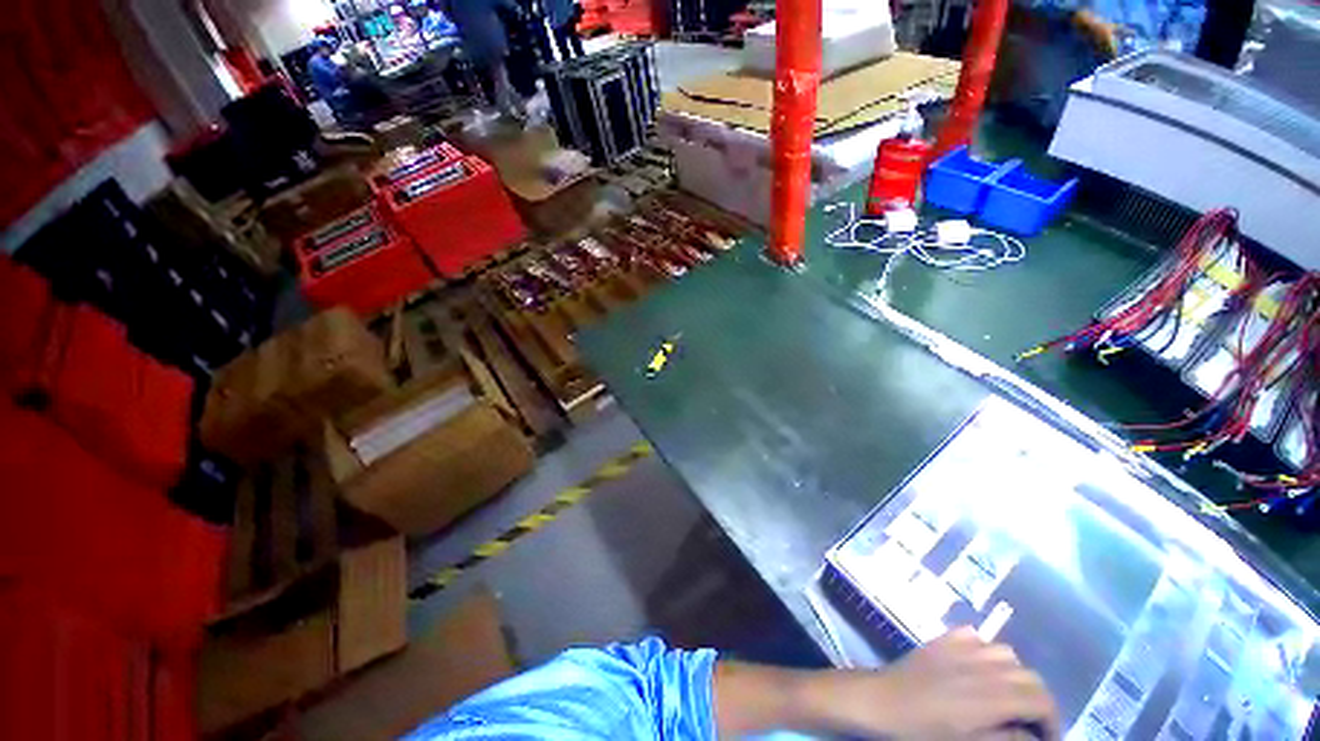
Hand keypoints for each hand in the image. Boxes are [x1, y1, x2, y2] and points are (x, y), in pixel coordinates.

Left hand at [808, 628, 1058, 739]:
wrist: (880, 700)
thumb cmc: (922, 731)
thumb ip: (1006, 740)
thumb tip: (1034, 737)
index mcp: (992, 696)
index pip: (1042, 700)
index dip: (1053, 722)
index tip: (1046, 739)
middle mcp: (982, 666)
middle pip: (1030, 676)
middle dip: (1038, 700)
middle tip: (1029, 723)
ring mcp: (960, 647)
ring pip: (1007, 654)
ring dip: (1015, 675)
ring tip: (1007, 697)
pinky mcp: (942, 639)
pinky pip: (976, 637)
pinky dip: (987, 652)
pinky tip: (979, 670)